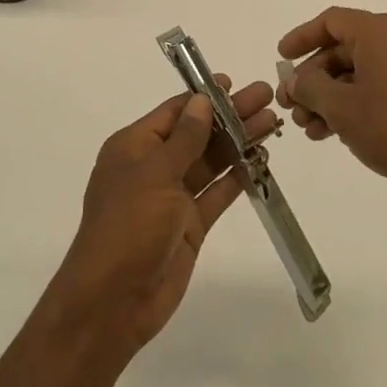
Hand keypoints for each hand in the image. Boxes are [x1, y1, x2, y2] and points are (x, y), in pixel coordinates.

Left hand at [47, 78, 279, 354]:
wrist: (114, 302)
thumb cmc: (129, 225)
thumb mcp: (155, 173)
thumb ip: (184, 138)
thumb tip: (202, 101)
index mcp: (134, 147)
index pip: (174, 112)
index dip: (204, 97)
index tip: (234, 84)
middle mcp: (153, 167)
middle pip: (197, 133)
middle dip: (230, 115)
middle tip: (266, 96)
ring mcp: (172, 197)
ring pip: (211, 161)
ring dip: (239, 142)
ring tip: (272, 123)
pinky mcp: (189, 225)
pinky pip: (216, 193)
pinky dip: (238, 177)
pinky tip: (261, 160)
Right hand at [277, 7, 386, 215]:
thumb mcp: (340, 107)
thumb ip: (309, 87)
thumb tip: (296, 79)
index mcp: (379, 32)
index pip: (331, 21)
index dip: (302, 37)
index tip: (281, 58)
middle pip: (341, 49)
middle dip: (311, 78)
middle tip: (290, 105)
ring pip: (356, 74)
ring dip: (327, 97)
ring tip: (308, 128)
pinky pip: (374, 90)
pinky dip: (350, 106)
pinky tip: (331, 134)